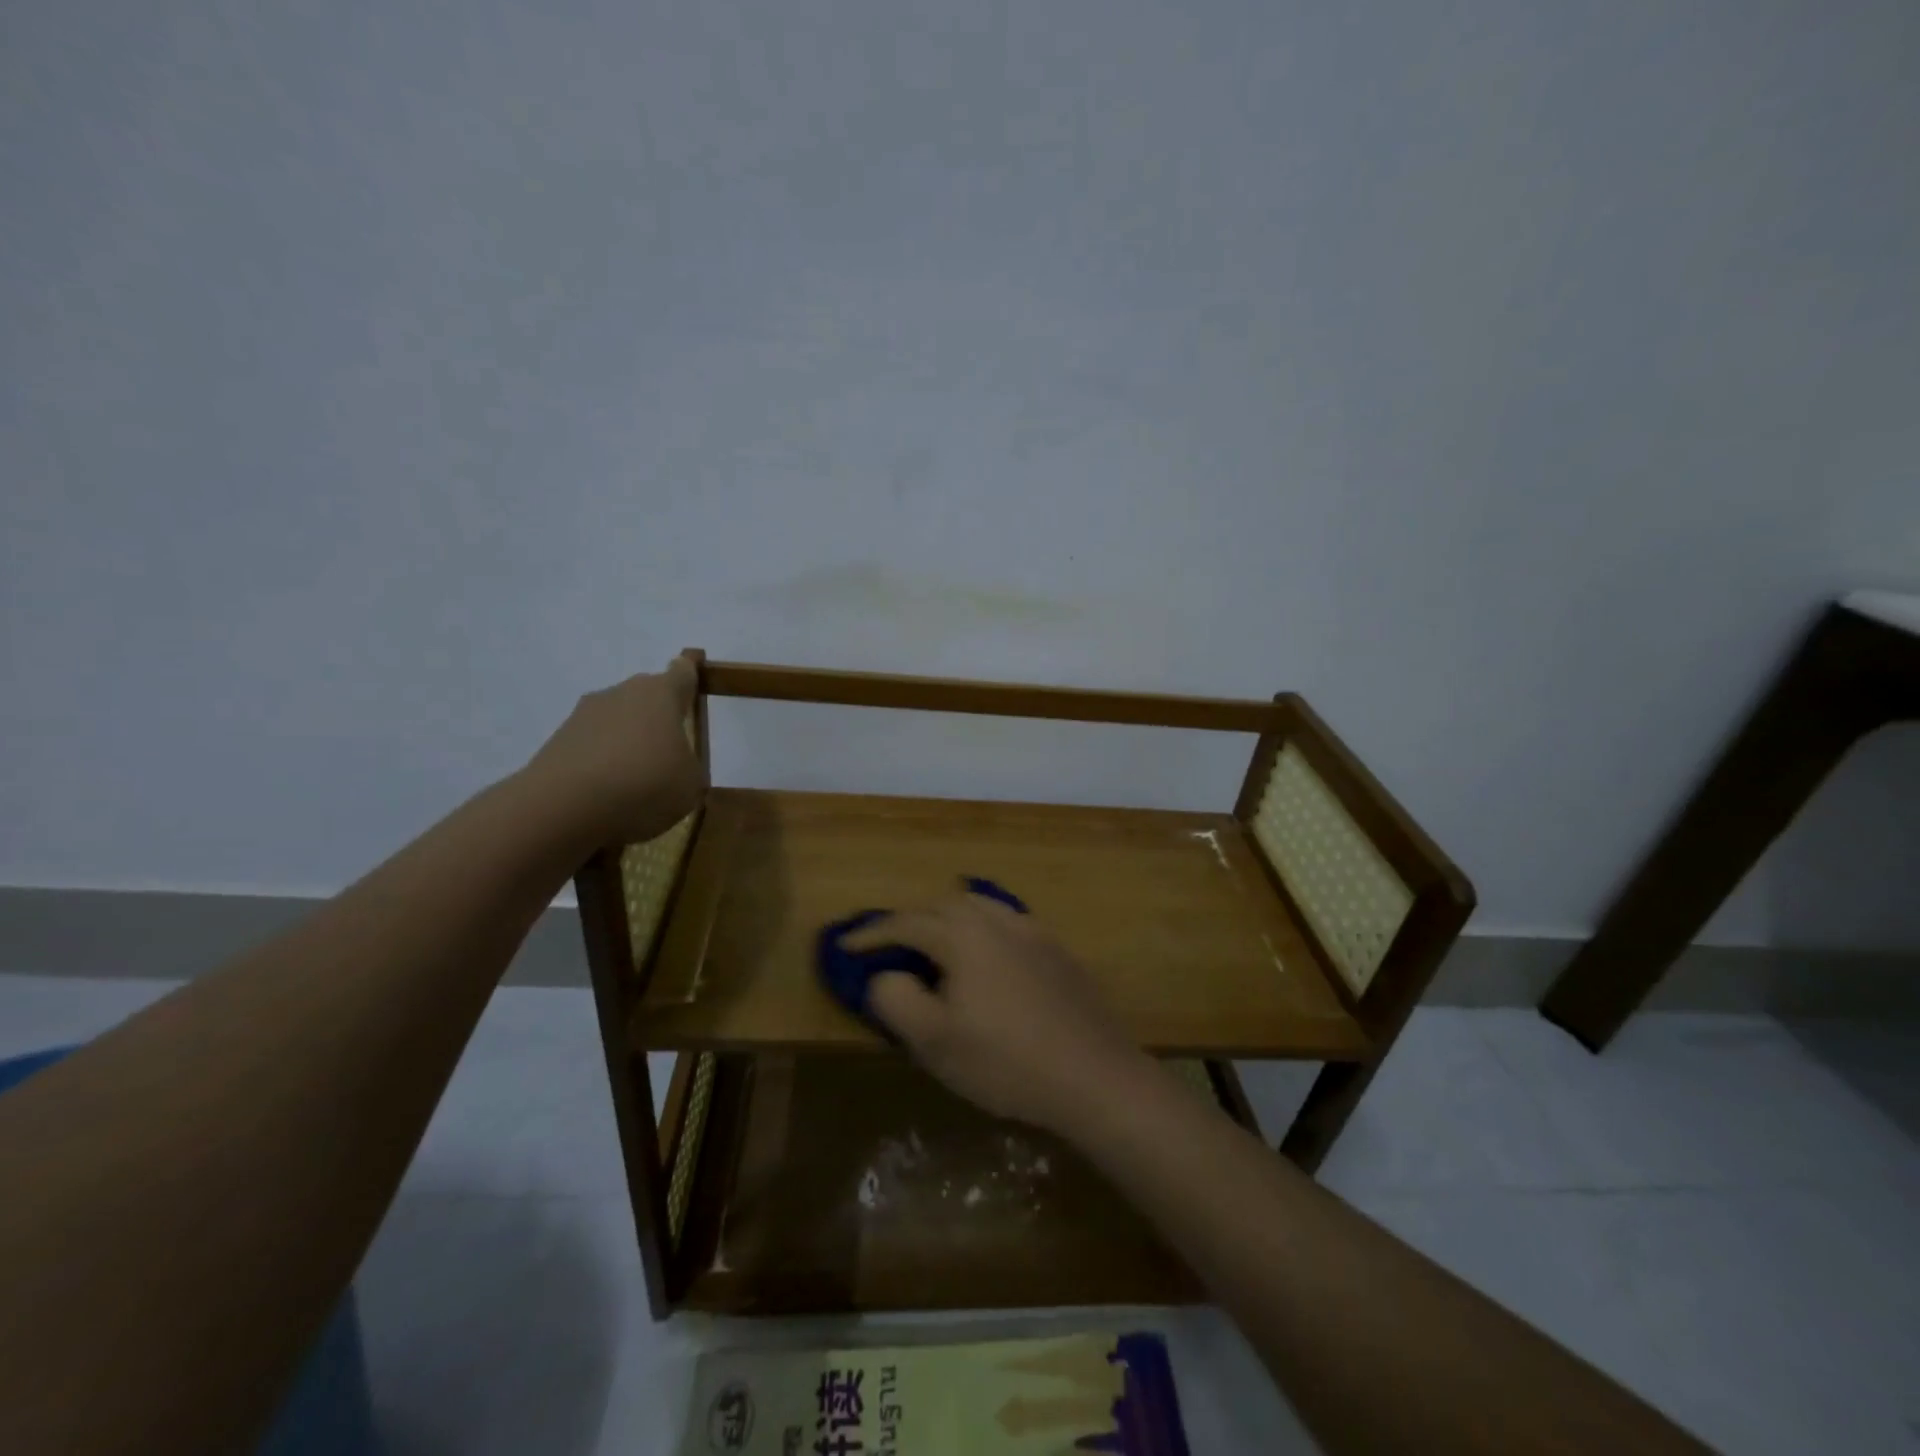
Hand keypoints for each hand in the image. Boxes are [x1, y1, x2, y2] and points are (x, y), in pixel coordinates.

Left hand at [524, 658, 707, 844]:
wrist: (564, 807)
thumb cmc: (645, 783)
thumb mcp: (691, 784)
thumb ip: (689, 766)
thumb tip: (675, 765)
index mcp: (661, 693)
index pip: (683, 671)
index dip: (691, 678)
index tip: (695, 688)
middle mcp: (622, 692)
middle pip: (647, 697)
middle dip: (658, 719)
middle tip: (670, 754)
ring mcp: (584, 714)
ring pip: (617, 721)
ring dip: (628, 742)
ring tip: (637, 783)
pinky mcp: (557, 740)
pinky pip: (592, 746)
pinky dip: (602, 764)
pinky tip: (607, 795)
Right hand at [845, 894, 1153, 1136]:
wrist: (1093, 1074)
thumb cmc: (1005, 1060)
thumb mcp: (934, 1040)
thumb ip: (896, 998)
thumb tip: (885, 974)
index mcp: (963, 935)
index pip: (905, 923)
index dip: (871, 934)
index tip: (845, 946)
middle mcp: (997, 919)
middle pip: (942, 905)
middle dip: (909, 921)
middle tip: (889, 947)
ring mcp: (1032, 930)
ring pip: (978, 906)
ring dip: (947, 918)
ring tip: (934, 942)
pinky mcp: (1056, 949)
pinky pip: (1006, 921)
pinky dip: (981, 927)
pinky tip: (985, 953)